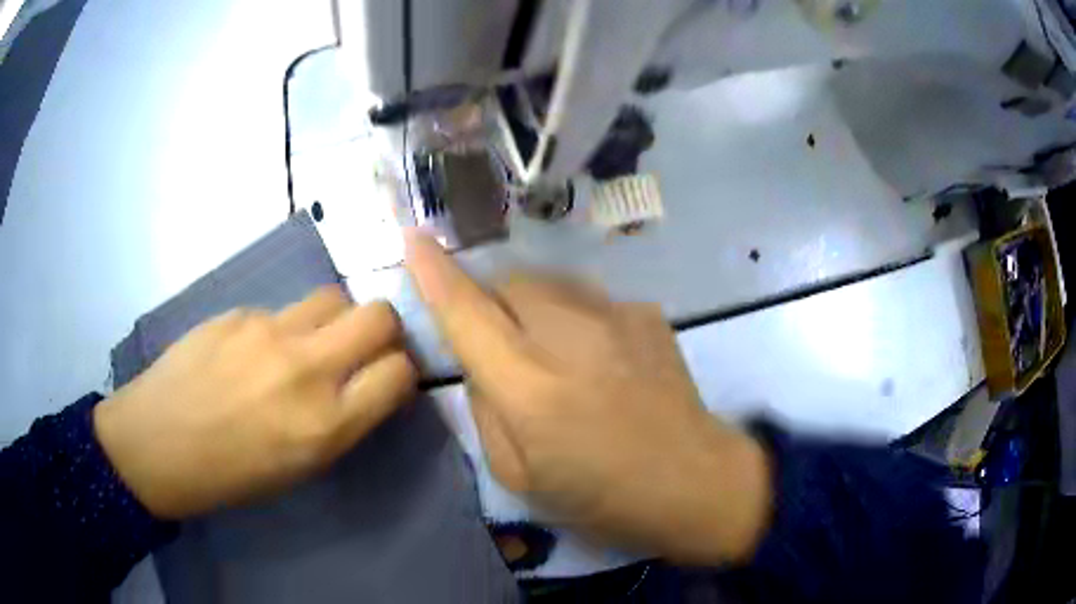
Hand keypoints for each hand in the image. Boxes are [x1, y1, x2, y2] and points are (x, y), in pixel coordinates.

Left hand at [93, 286, 416, 518]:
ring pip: (332, 297)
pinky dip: (282, 327)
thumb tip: (364, 385)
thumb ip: (340, 421)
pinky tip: (251, 351)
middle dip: (383, 329)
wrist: (155, 444)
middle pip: (378, 315)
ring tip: (307, 343)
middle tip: (362, 347)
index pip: (399, 372)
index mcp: (325, 426)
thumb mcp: (300, 468)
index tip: (387, 378)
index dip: (400, 372)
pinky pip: (280, 309)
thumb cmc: (230, 475)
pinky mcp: (237, 311)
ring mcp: (267, 331)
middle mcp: (305, 370)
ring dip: (334, 319)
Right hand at [405, 232, 772, 563]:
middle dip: (490, 301)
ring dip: (531, 306)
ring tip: (553, 353)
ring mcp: (616, 317)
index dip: (435, 273)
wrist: (693, 481)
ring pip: (548, 283)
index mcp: (530, 390)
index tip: (414, 239)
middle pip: (508, 282)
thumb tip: (479, 364)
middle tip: (502, 344)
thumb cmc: (602, 498)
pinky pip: (588, 301)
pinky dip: (576, 320)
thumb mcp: (519, 477)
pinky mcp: (646, 313)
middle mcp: (570, 338)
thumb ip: (486, 411)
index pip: (467, 313)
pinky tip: (599, 359)